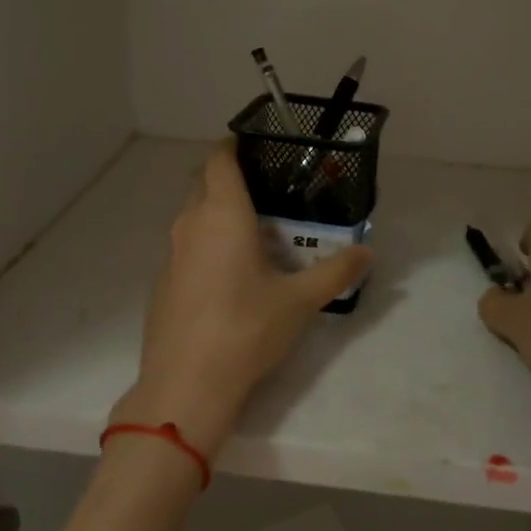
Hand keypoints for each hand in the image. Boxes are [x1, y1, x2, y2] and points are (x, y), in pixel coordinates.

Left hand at [111, 142, 372, 457]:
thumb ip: (335, 271)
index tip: (258, 145)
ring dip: (219, 213)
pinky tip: (231, 272)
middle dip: (231, 179)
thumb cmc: (245, 328)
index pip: (220, 160)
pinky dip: (208, 243)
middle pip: (205, 184)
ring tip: (256, 230)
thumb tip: (367, 252)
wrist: (185, 384)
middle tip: (270, 190)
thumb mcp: (299, 300)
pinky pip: (187, 246)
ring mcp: (172, 253)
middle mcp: (191, 224)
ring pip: (194, 216)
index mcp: (222, 214)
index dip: (234, 145)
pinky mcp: (163, 281)